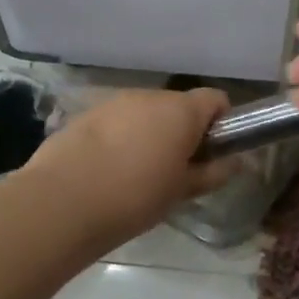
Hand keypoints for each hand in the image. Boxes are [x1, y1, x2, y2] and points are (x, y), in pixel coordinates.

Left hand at [23, 87, 234, 246]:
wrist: (62, 202)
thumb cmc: (135, 197)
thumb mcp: (182, 191)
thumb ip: (213, 173)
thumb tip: (235, 163)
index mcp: (181, 110)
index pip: (216, 99)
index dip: (220, 123)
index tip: (212, 152)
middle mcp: (150, 96)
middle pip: (178, 105)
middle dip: (182, 131)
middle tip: (176, 170)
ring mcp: (114, 102)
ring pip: (145, 113)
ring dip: (149, 134)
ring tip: (137, 173)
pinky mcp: (86, 114)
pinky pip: (116, 122)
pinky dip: (120, 138)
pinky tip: (107, 170)